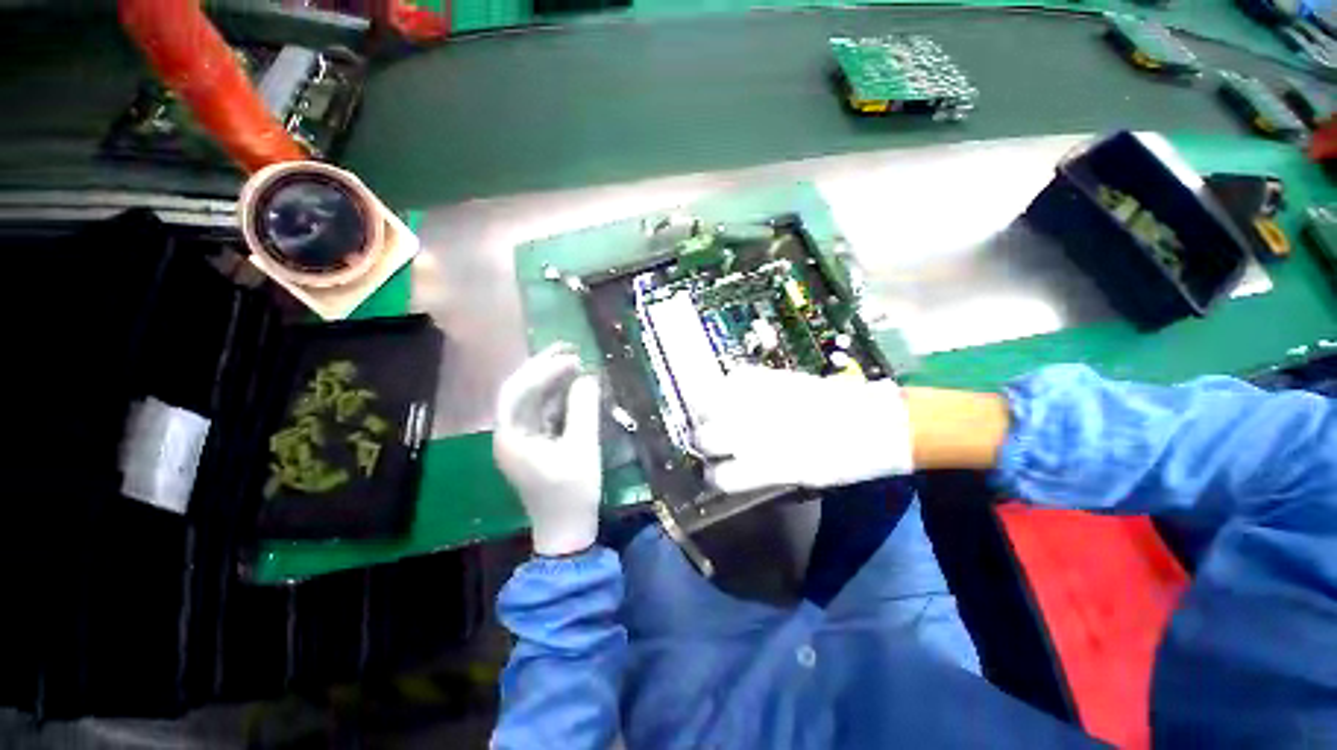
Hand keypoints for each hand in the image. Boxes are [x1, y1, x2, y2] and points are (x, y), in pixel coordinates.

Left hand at [494, 343, 601, 556]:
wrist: (567, 531)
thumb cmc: (572, 493)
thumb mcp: (582, 449)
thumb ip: (584, 410)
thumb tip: (587, 377)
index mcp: (511, 437)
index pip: (518, 392)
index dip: (543, 371)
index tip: (572, 359)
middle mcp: (509, 434)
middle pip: (519, 391)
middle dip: (543, 367)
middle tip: (570, 349)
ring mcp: (521, 439)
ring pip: (531, 399)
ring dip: (550, 379)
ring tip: (573, 360)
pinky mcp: (535, 443)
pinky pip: (542, 411)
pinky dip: (557, 395)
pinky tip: (573, 385)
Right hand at [694, 366, 912, 493]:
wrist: (877, 423)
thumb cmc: (843, 460)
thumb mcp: (803, 477)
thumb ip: (762, 473)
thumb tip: (733, 466)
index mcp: (768, 465)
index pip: (721, 476)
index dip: (715, 477)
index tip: (717, 473)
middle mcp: (759, 433)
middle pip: (706, 438)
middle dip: (704, 442)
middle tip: (712, 441)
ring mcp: (762, 401)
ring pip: (709, 404)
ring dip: (707, 412)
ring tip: (716, 413)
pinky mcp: (773, 377)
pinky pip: (735, 378)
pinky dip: (730, 386)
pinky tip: (736, 393)